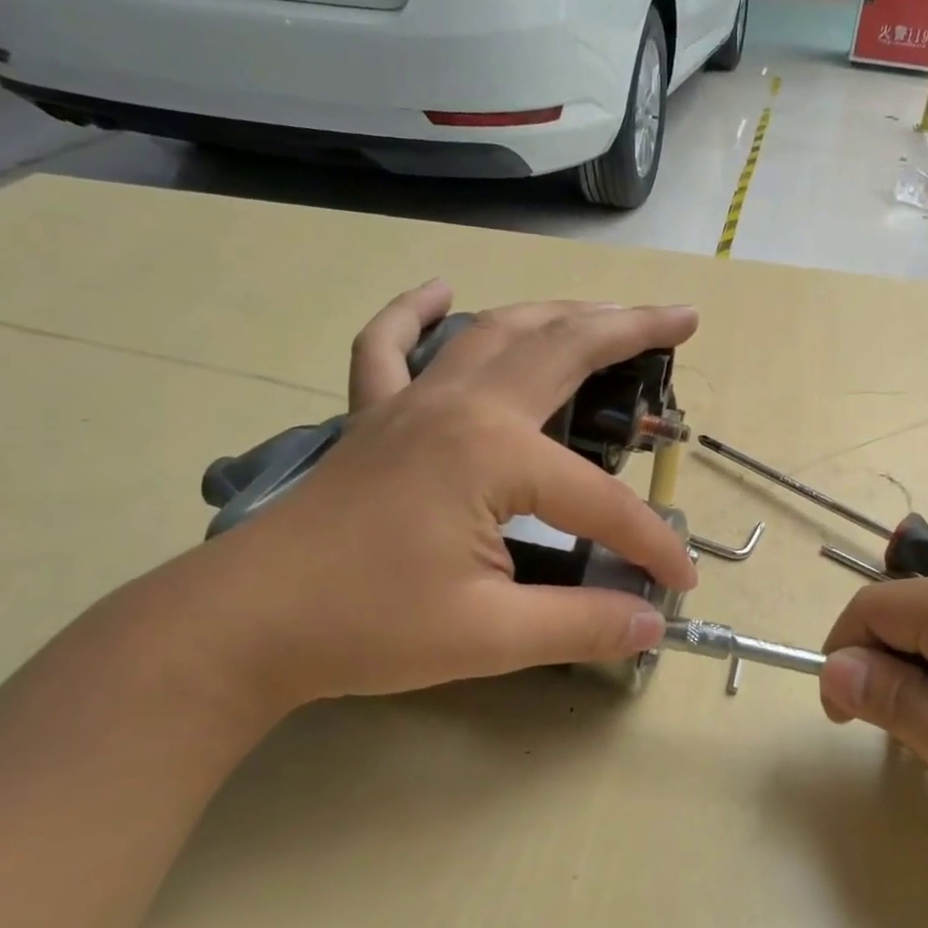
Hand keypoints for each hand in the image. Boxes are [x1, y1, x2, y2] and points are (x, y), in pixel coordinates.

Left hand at [200, 282, 699, 708]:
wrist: (244, 625)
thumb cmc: (367, 626)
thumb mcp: (490, 637)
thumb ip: (580, 623)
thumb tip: (651, 623)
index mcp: (493, 454)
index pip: (600, 501)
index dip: (648, 542)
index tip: (679, 582)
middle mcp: (460, 406)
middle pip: (561, 350)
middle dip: (630, 330)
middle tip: (682, 318)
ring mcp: (410, 403)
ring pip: (495, 333)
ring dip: (557, 312)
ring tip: (604, 310)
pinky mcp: (372, 419)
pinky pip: (390, 346)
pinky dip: (415, 313)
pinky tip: (439, 290)